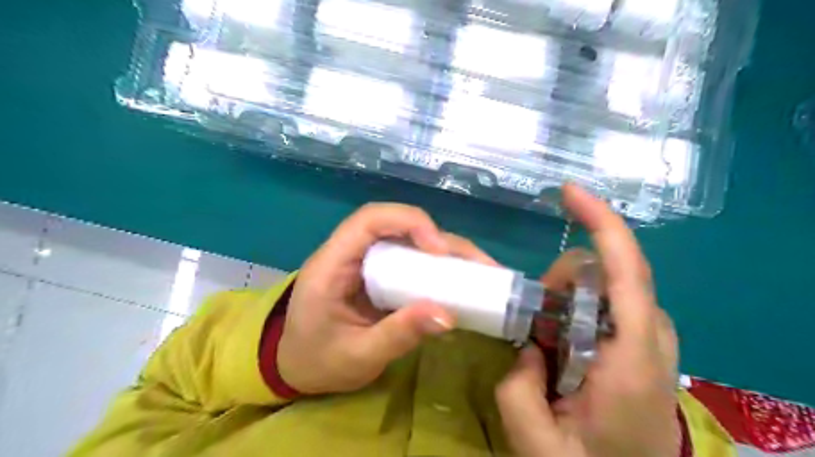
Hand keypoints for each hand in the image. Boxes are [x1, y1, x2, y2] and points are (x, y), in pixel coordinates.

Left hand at [279, 202, 496, 394]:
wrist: (296, 366)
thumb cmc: (317, 361)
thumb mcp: (357, 356)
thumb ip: (398, 335)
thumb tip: (448, 315)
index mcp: (332, 264)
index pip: (369, 219)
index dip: (409, 222)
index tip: (440, 251)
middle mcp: (351, 252)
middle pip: (398, 225)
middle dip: (442, 240)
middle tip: (480, 265)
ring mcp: (367, 261)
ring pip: (410, 240)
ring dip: (447, 252)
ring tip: (482, 272)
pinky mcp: (380, 273)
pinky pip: (412, 259)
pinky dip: (439, 267)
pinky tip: (462, 281)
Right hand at [493, 185, 678, 456]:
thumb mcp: (536, 440)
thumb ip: (518, 386)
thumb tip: (527, 346)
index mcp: (632, 359)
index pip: (628, 270)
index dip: (601, 222)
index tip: (569, 192)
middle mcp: (652, 337)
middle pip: (611, 272)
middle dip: (565, 279)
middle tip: (536, 319)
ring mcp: (652, 339)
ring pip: (608, 286)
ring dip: (570, 296)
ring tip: (548, 339)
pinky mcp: (645, 344)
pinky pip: (609, 303)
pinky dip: (579, 306)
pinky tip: (564, 339)